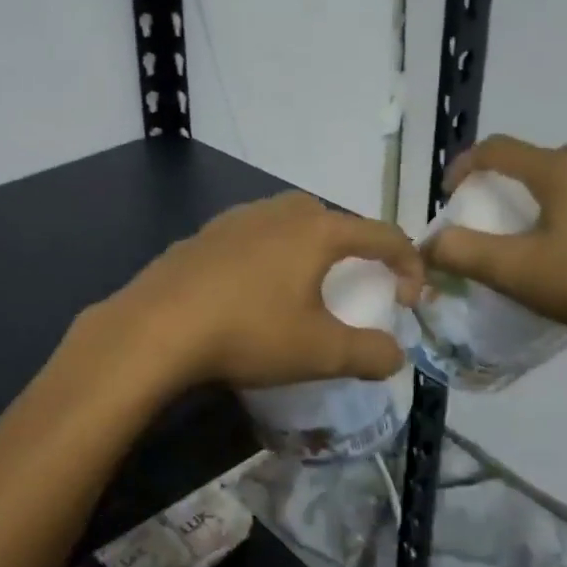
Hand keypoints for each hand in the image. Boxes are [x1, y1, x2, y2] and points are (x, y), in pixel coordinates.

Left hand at [109, 193, 423, 389]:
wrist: (158, 327)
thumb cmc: (249, 332)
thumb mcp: (320, 352)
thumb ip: (369, 353)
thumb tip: (394, 355)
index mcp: (316, 230)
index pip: (382, 234)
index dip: (408, 264)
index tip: (408, 301)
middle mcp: (278, 212)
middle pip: (332, 221)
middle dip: (353, 250)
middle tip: (352, 288)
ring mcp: (235, 219)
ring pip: (287, 225)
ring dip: (306, 251)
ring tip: (301, 290)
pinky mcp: (203, 235)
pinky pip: (251, 238)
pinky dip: (266, 258)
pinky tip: (250, 293)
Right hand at [425, 136, 566, 354]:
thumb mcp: (518, 273)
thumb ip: (463, 253)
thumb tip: (428, 243)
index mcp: (559, 170)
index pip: (497, 149)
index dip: (465, 164)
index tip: (451, 193)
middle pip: (542, 162)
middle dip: (514, 184)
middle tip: (503, 220)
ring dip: (558, 200)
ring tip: (553, 240)